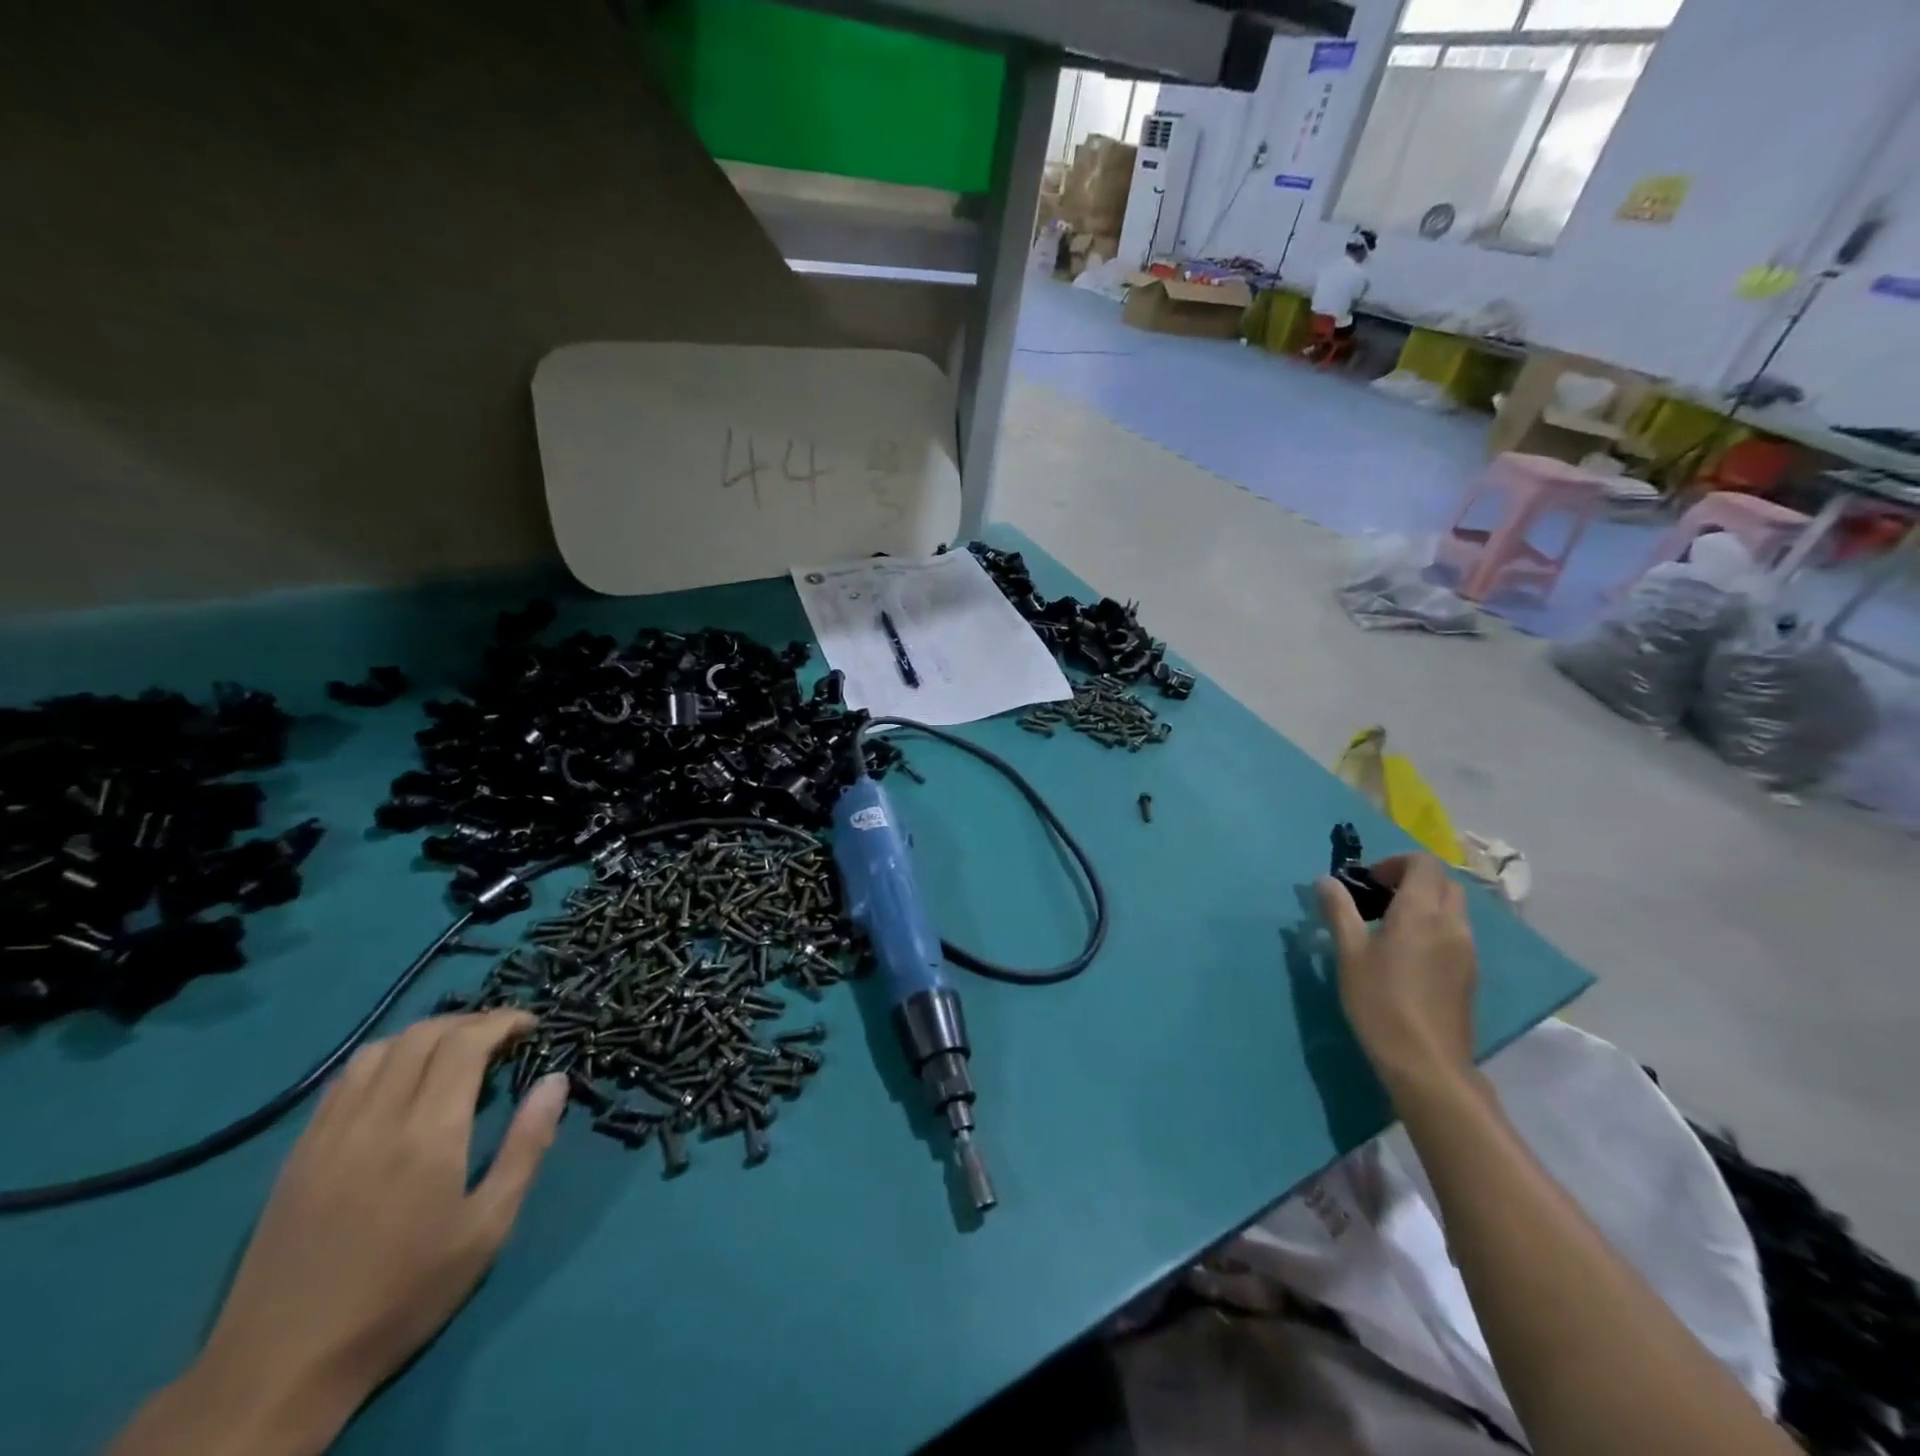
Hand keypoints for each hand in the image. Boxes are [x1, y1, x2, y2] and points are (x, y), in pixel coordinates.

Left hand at [114, 1012, 567, 1455]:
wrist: (282, 1367)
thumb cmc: (405, 1294)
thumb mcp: (488, 1227)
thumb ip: (527, 1145)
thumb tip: (555, 1080)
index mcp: (428, 1133)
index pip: (465, 1043)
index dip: (502, 1021)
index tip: (531, 1025)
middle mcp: (376, 1118)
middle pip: (422, 1035)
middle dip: (470, 1021)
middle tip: (502, 1035)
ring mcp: (329, 1133)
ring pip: (378, 1049)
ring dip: (425, 1035)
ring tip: (454, 1051)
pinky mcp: (298, 1153)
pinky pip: (342, 1081)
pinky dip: (383, 1060)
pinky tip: (399, 1082)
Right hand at [1316, 854, 1477, 1100]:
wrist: (1426, 1063)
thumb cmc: (1380, 1001)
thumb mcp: (1349, 953)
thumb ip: (1339, 910)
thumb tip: (1326, 880)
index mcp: (1421, 912)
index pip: (1424, 862)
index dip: (1395, 862)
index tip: (1367, 881)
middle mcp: (1452, 924)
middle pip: (1442, 882)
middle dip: (1411, 879)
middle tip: (1376, 898)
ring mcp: (1467, 950)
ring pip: (1452, 908)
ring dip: (1423, 903)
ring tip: (1388, 927)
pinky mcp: (1469, 973)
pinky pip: (1455, 932)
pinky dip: (1433, 926)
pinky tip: (1406, 955)